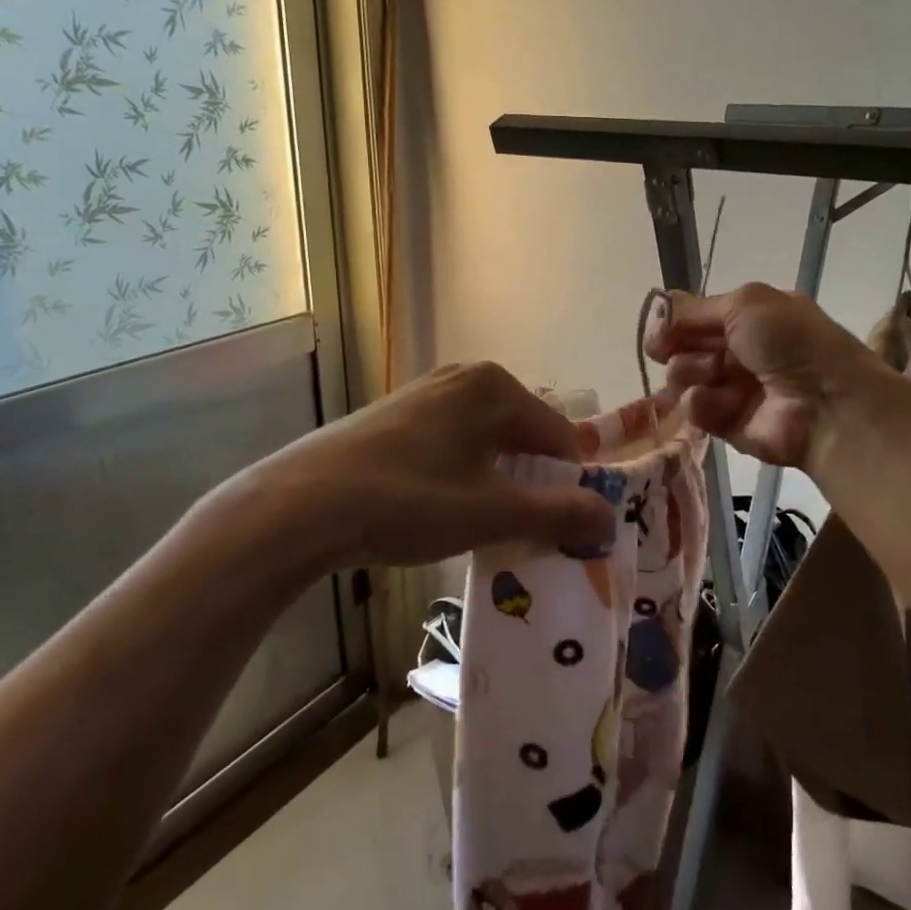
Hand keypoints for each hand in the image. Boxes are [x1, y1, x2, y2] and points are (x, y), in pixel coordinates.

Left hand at [224, 362, 618, 574]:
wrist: (301, 505)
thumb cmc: (409, 500)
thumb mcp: (492, 512)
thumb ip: (558, 514)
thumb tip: (609, 518)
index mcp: (495, 387)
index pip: (560, 436)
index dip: (571, 485)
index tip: (566, 531)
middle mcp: (464, 377)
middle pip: (522, 436)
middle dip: (533, 484)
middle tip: (527, 532)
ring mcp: (425, 393)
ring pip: (486, 442)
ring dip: (497, 483)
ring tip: (486, 527)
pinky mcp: (395, 415)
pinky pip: (452, 443)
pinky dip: (463, 475)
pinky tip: (443, 510)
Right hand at [645, 283, 893, 470]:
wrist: (826, 404)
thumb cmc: (790, 342)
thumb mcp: (745, 304)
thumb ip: (693, 308)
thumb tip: (656, 314)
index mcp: (751, 317)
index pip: (695, 316)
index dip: (674, 322)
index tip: (661, 330)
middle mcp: (740, 349)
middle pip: (683, 346)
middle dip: (679, 347)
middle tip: (689, 351)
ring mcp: (732, 387)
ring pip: (682, 377)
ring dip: (690, 373)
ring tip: (712, 375)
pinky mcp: (726, 423)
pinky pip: (694, 409)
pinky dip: (702, 404)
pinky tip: (720, 404)